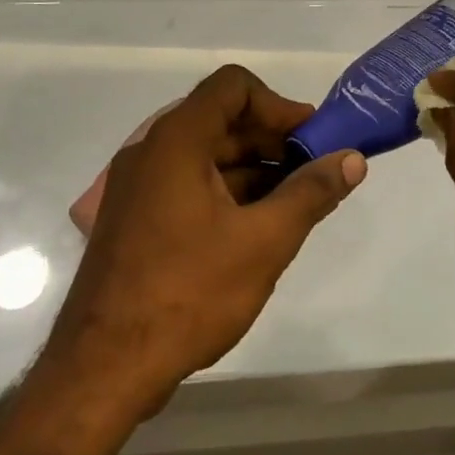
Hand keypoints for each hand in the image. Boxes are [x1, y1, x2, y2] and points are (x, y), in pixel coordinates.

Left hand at [44, 66, 365, 415]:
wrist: (102, 368)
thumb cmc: (187, 292)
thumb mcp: (263, 242)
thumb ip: (311, 193)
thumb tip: (352, 159)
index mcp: (177, 140)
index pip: (233, 87)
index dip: (277, 105)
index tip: (311, 139)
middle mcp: (151, 150)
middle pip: (220, 120)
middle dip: (271, 141)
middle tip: (312, 173)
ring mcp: (137, 186)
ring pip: (205, 156)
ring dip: (251, 170)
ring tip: (292, 205)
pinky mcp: (134, 218)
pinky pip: (186, 184)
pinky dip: (224, 192)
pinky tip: (254, 228)